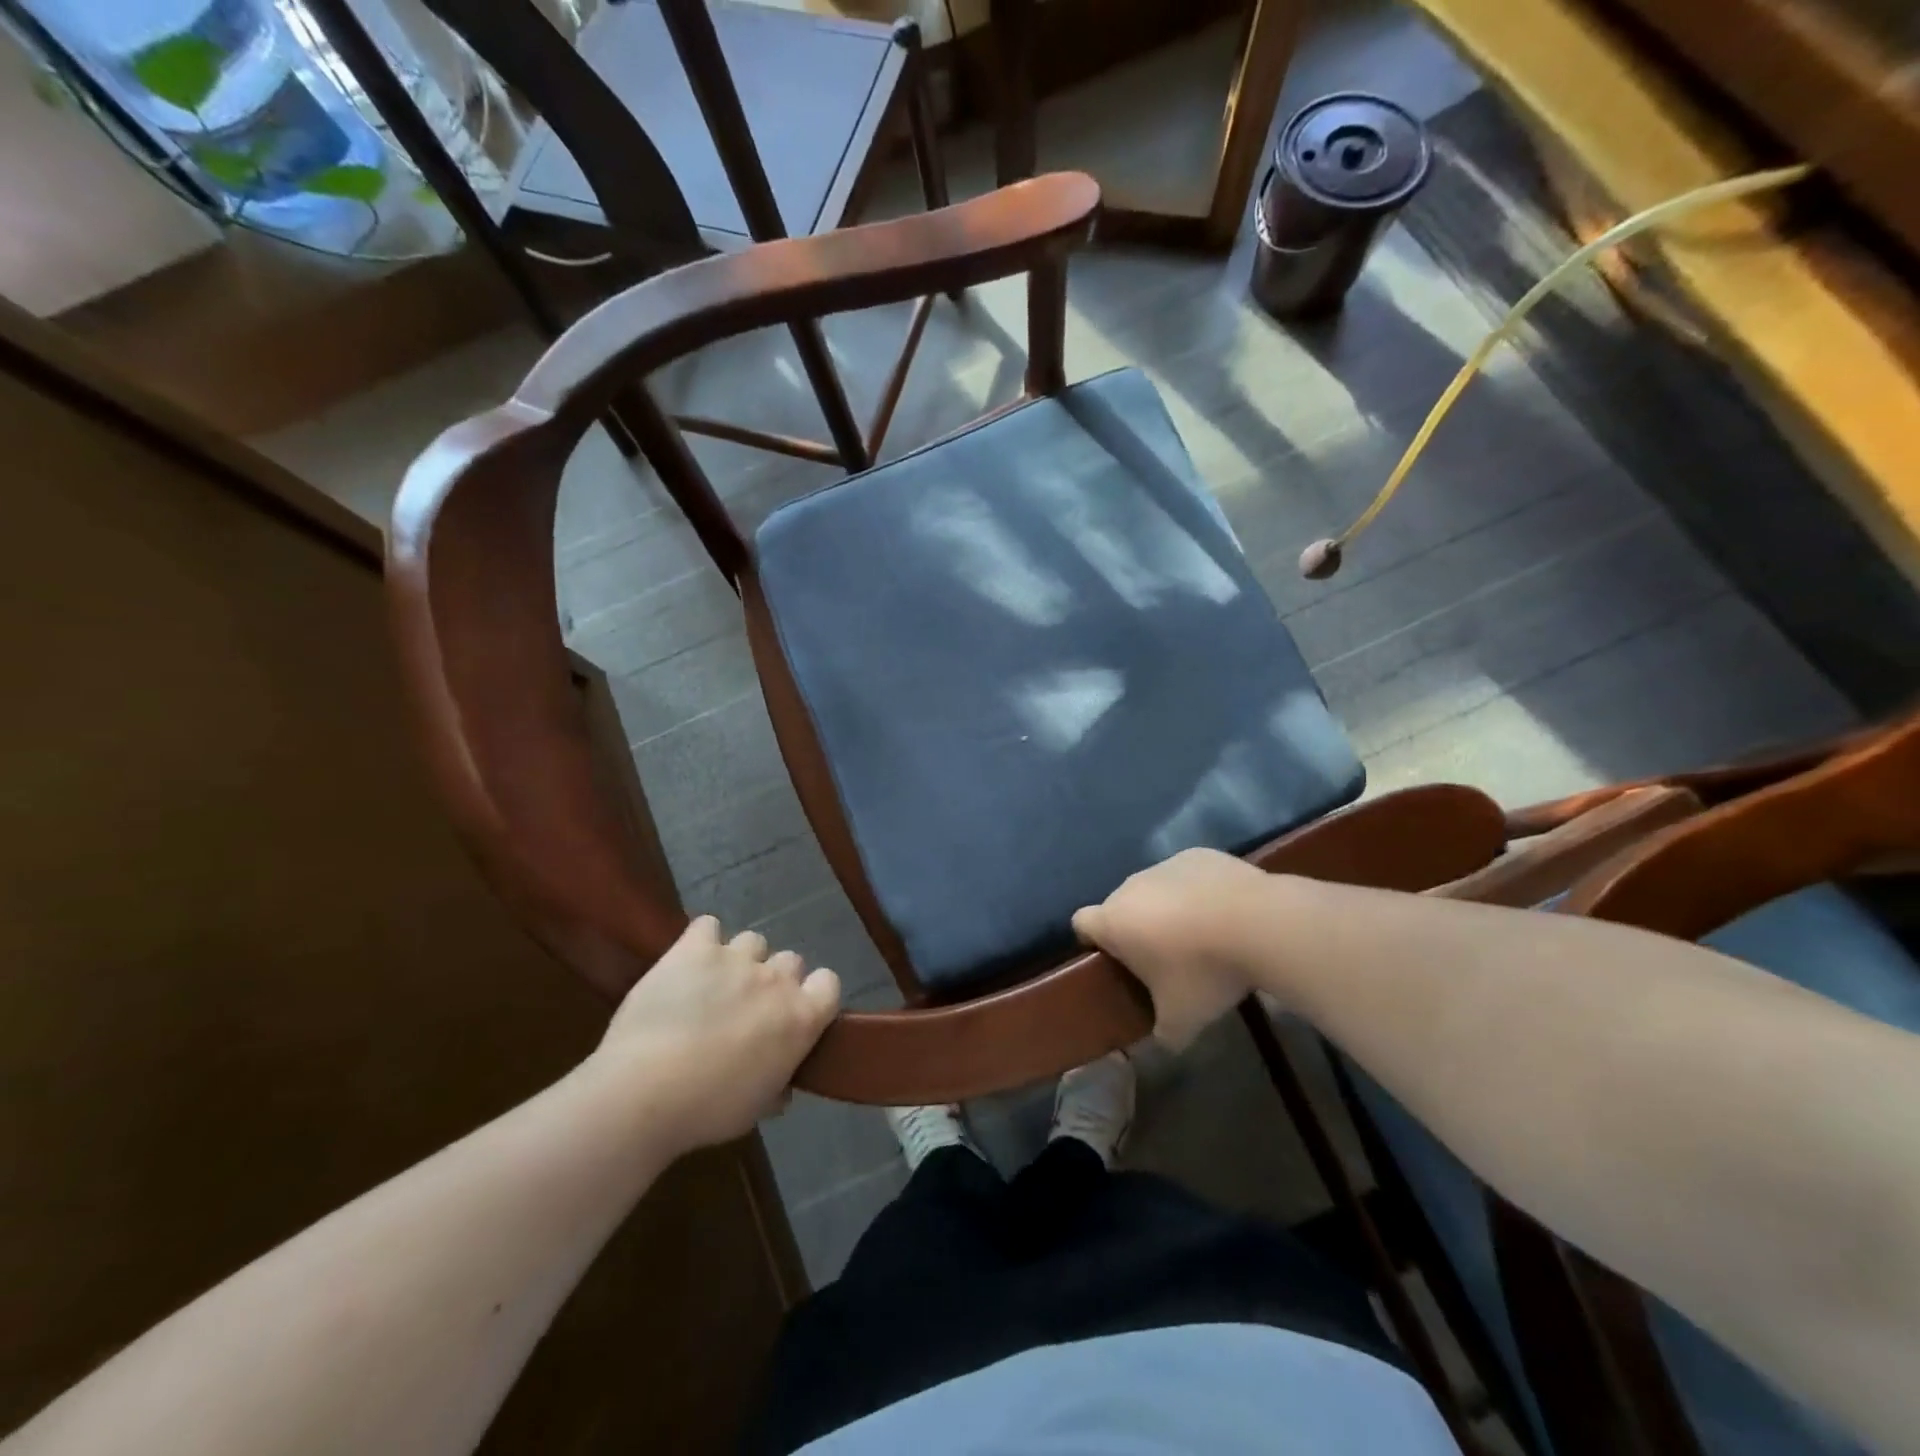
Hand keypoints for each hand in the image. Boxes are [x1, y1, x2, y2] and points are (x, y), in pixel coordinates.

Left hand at [590, 916, 839, 1152]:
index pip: (829, 983)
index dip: (813, 995)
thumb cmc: (707, 1110)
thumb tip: (782, 1087)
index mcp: (801, 1018)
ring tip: (713, 985)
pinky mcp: (694, 948)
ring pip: (752, 941)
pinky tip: (688, 961)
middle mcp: (776, 979)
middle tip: (747, 1008)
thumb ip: (777, 1087)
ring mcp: (735, 958)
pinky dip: (701, 940)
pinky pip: (707, 926)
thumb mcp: (756, 1109)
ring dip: (739, 960)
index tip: (794, 1014)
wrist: (644, 1092)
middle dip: (773, 980)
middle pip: (790, 960)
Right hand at [1072, 848, 1269, 1048]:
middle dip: (1136, 928)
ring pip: (1154, 888)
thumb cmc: (1204, 972)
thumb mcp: (1182, 1019)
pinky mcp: (1198, 854)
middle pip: (1120, 906)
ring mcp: (1165, 865)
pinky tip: (1225, 912)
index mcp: (1114, 921)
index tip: (1117, 961)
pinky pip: (1187, 875)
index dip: (1093, 942)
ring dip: (1167, 908)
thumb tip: (1163, 1041)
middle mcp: (1130, 886)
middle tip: (1166, 959)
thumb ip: (1163, 1034)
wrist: (1258, 923)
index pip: (1081, 923)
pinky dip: (1197, 890)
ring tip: (1203, 935)